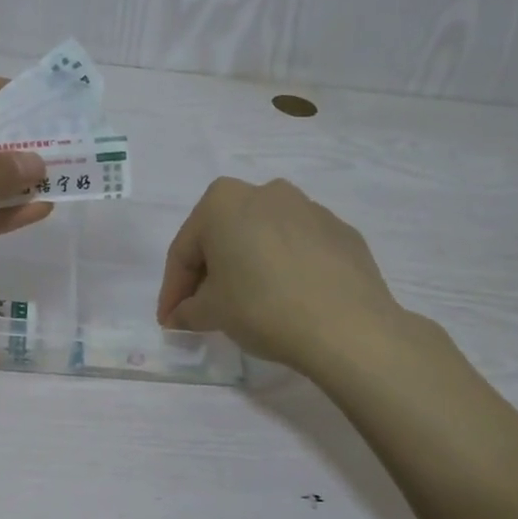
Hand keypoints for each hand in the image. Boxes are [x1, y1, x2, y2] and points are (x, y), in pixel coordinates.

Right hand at [157, 178, 419, 371]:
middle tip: (203, 310)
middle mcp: (265, 192)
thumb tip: (182, 313)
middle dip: (209, 272)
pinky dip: (285, 269)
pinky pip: (298, 249)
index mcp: (223, 201)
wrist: (347, 326)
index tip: (170, 319)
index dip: (173, 289)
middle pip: (224, 236)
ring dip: (248, 266)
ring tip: (247, 304)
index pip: (185, 250)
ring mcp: (309, 208)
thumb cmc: (262, 308)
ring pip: (263, 238)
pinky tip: (288, 300)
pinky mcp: (341, 232)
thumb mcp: (212, 313)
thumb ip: (189, 309)